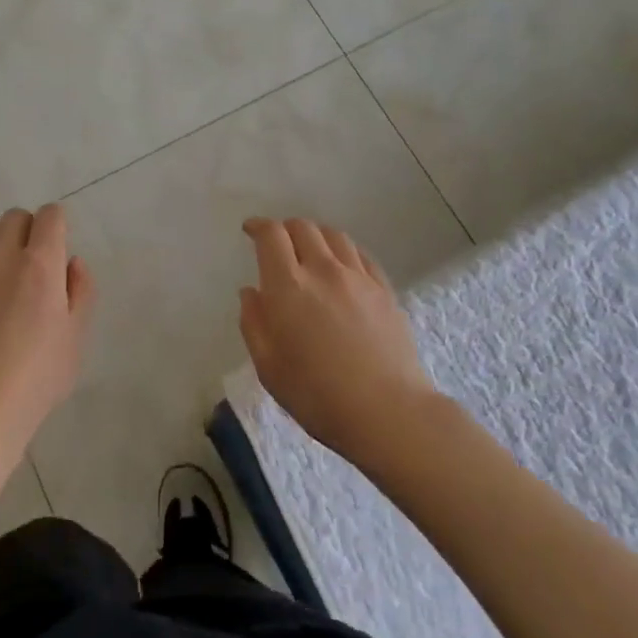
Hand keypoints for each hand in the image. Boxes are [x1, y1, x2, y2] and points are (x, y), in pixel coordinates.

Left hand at [0, 204, 93, 449]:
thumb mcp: (75, 339)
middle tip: (26, 266)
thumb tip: (72, 261)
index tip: (55, 248)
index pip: (50, 215)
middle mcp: (0, 255)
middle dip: (26, 233)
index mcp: (40, 265)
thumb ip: (81, 291)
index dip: (56, 227)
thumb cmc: (34, 381)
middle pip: (15, 217)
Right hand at [239, 218, 437, 463]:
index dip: (258, 226)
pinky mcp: (384, 289)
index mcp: (288, 285)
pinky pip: (360, 254)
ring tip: (310, 250)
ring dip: (315, 235)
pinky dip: (344, 250)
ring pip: (334, 235)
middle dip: (285, 229)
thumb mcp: (268, 367)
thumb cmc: (317, 394)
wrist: (387, 410)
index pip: (271, 235)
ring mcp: (358, 276)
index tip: (250, 230)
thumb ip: (254, 323)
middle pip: (303, 227)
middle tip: (278, 244)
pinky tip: (342, 265)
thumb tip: (251, 292)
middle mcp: (323, 269)